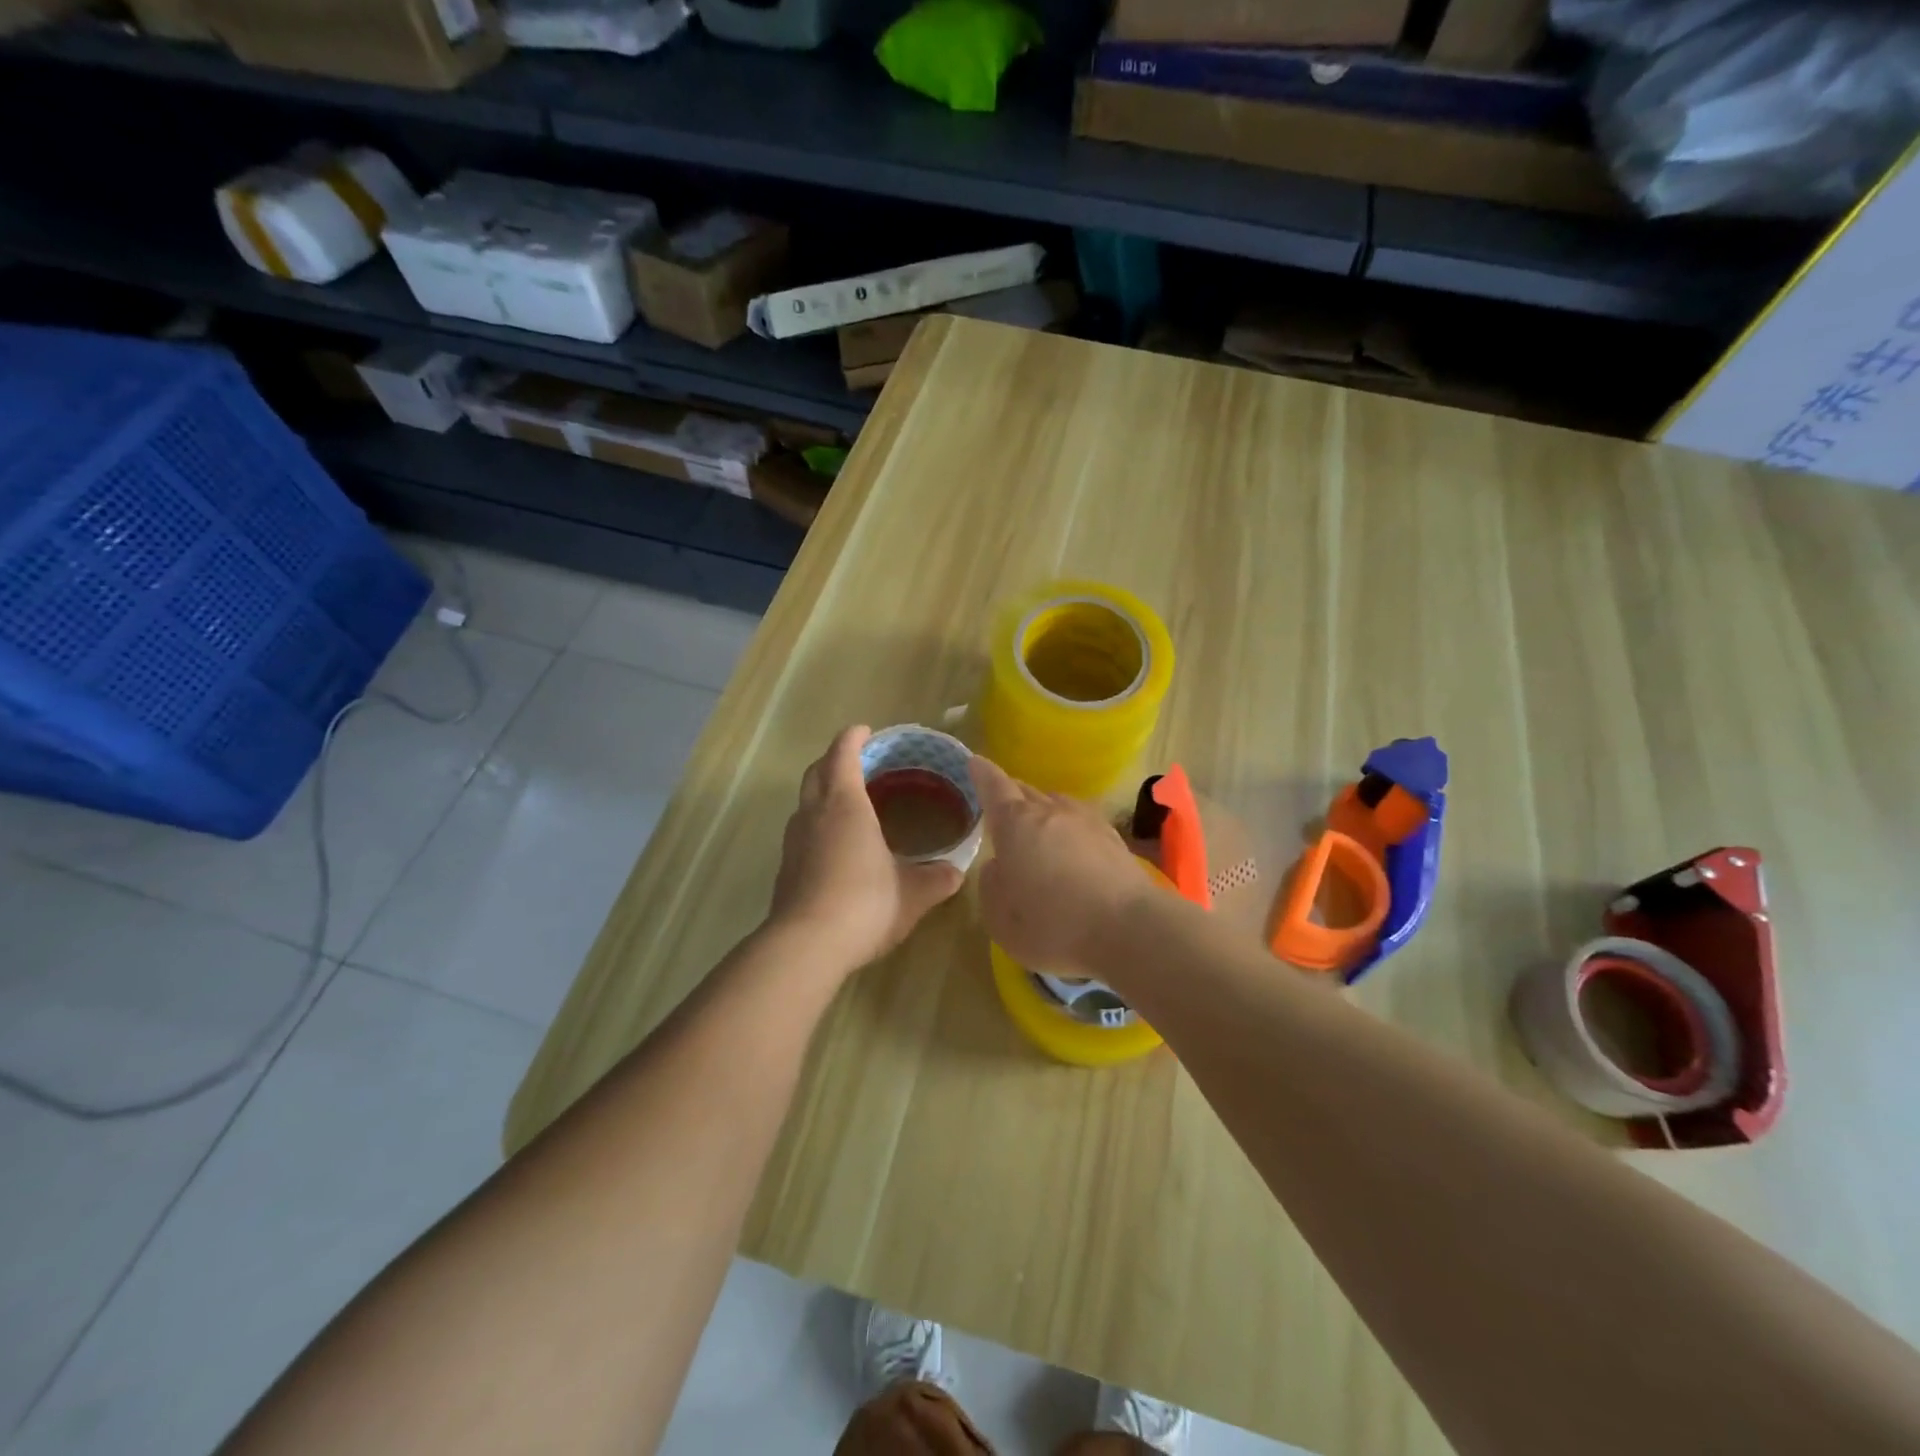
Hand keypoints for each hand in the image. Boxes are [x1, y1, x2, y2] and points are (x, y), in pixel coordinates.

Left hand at [768, 726, 965, 973]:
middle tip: (857, 763)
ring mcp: (794, 842)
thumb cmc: (865, 904)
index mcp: (845, 805)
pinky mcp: (785, 869)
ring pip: (805, 803)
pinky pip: (802, 832)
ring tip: (848, 804)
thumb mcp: (912, 893)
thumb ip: (936, 879)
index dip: (853, 738)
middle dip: (833, 761)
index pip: (842, 754)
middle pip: (816, 772)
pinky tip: (836, 847)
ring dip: (822, 794)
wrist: (806, 946)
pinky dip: (817, 825)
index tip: (865, 731)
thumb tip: (956, 873)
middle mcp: (814, 814)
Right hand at [969, 756, 1149, 977]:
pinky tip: (1072, 849)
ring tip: (1037, 828)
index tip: (975, 762)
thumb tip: (999, 865)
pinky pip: (1082, 823)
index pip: (994, 787)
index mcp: (1016, 823)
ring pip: (1057, 804)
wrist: (1129, 929)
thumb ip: (991, 885)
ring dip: (1043, 811)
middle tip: (1001, 805)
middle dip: (1011, 795)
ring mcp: (1087, 822)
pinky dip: (1070, 830)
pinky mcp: (1115, 840)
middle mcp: (1051, 812)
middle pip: (1026, 792)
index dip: (982, 774)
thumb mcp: (1000, 917)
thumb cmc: (1053, 924)